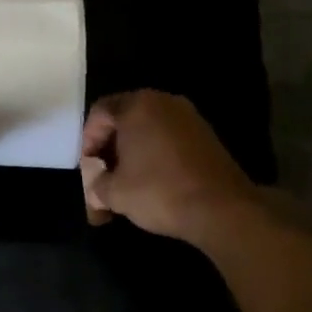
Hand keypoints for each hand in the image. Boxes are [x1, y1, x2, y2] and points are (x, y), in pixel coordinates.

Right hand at [79, 90, 259, 244]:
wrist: (223, 209)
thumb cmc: (160, 191)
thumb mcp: (115, 193)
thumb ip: (96, 184)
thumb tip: (97, 189)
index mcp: (137, 106)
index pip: (100, 112)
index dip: (88, 139)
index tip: (88, 167)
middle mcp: (163, 102)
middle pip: (125, 118)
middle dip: (110, 148)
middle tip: (104, 175)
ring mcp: (189, 117)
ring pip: (149, 129)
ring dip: (133, 152)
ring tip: (127, 183)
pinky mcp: (206, 136)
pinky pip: (169, 138)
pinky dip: (156, 155)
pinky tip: (154, 181)